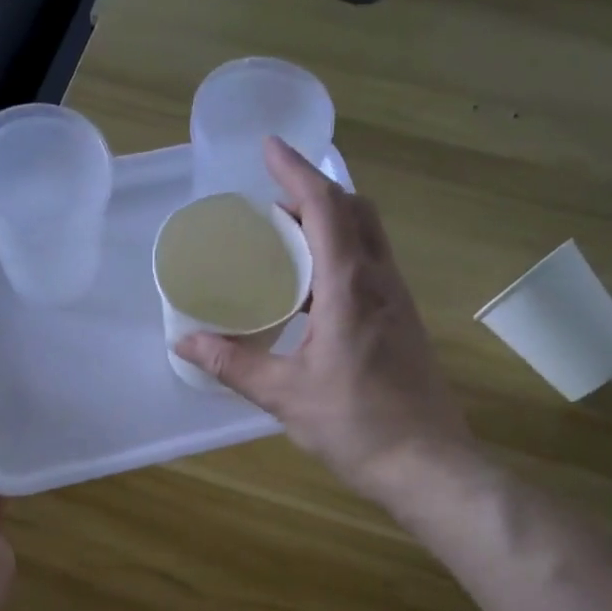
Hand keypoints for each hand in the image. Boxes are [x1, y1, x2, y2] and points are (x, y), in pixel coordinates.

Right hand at [175, 138, 477, 508]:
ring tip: (284, 242)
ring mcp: (398, 302)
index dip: (296, 170)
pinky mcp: (403, 324)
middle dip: (313, 193)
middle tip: (271, 205)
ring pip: (367, 239)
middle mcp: (380, 282)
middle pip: (354, 211)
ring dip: (329, 225)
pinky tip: (312, 294)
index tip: (268, 147)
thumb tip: (185, 346)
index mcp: (349, 287)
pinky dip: (339, 258)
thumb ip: (233, 364)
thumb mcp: (284, 395)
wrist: (426, 463)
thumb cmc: (355, 425)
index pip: (325, 207)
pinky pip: (370, 269)